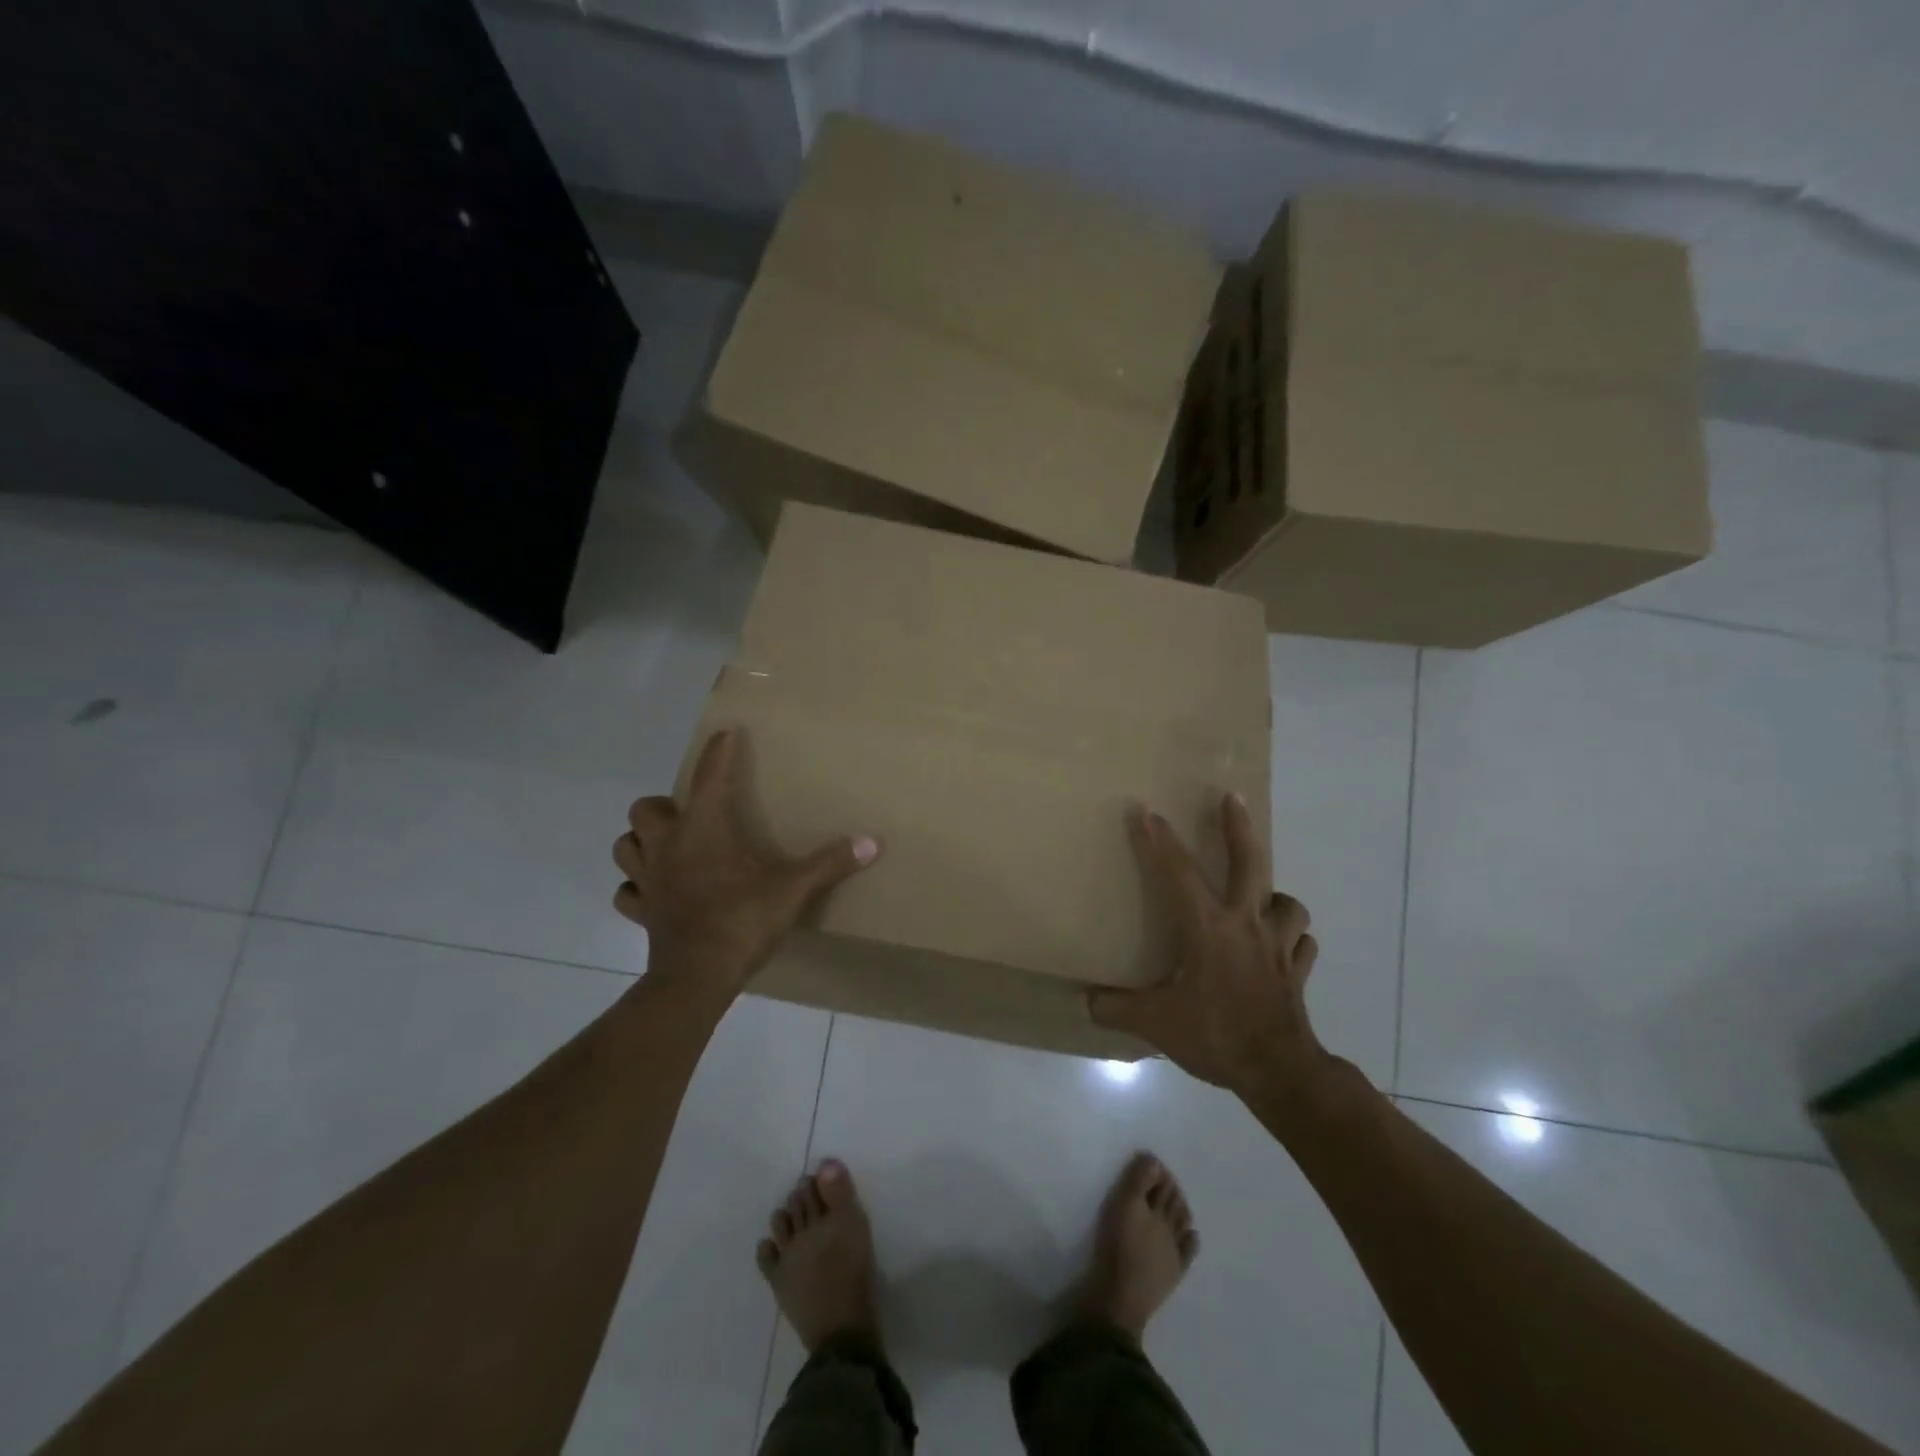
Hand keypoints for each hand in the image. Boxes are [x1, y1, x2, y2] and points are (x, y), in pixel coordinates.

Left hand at [613, 728, 879, 994]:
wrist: (697, 978)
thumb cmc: (741, 921)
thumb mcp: (792, 889)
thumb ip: (830, 863)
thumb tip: (873, 842)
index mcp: (702, 830)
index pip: (709, 778)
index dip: (719, 753)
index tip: (727, 733)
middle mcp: (667, 847)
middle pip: (645, 809)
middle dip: (664, 806)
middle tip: (691, 815)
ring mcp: (649, 881)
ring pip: (626, 846)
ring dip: (642, 841)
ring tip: (668, 846)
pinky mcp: (642, 913)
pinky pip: (627, 892)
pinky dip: (638, 885)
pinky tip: (656, 890)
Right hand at [1088, 794, 1323, 1095]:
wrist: (1279, 1071)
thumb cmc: (1216, 1034)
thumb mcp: (1156, 1023)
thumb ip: (1118, 1009)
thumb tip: (1087, 1002)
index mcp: (1208, 928)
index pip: (1178, 873)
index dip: (1160, 841)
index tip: (1146, 810)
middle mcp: (1247, 925)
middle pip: (1250, 863)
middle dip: (1238, 827)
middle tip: (1232, 799)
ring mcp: (1279, 947)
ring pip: (1288, 903)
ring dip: (1275, 895)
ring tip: (1261, 898)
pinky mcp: (1298, 972)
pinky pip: (1303, 944)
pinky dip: (1295, 938)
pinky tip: (1284, 945)